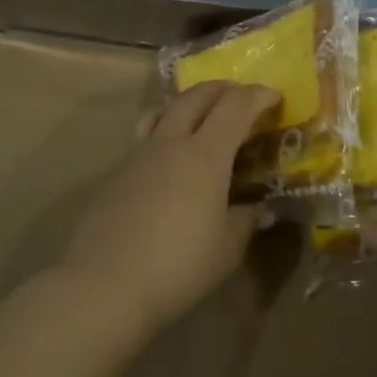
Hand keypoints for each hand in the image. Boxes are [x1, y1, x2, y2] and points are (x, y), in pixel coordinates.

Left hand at [58, 81, 280, 339]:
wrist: (102, 287)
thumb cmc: (178, 266)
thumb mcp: (226, 249)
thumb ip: (245, 222)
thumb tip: (261, 211)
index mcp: (205, 154)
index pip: (235, 106)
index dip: (257, 96)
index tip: (274, 98)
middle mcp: (170, 143)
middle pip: (195, 97)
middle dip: (222, 90)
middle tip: (240, 97)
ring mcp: (136, 157)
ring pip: (162, 111)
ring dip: (186, 104)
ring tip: (199, 116)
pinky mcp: (112, 176)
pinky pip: (143, 140)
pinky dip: (163, 136)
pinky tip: (167, 165)